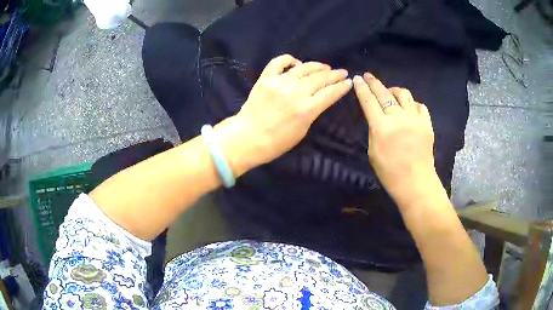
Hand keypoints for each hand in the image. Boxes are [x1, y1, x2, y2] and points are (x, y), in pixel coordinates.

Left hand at [218, 54, 351, 174]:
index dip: (341, 87)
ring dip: (318, 66)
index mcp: (307, 109)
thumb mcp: (303, 130)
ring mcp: (280, 82)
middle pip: (320, 78)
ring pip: (304, 68)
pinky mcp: (266, 78)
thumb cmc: (277, 142)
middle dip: (334, 74)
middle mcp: (296, 92)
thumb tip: (319, 98)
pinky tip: (296, 62)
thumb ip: (313, 112)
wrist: (248, 138)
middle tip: (342, 72)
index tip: (348, 82)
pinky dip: (288, 59)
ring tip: (326, 67)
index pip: (330, 93)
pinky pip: (278, 62)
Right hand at [353, 73, 435, 197]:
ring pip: (403, 94)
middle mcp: (398, 118)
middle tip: (368, 76)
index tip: (357, 78)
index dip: (362, 88)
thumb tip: (376, 116)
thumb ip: (374, 130)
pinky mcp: (426, 123)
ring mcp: (415, 119)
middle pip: (384, 93)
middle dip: (374, 82)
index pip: (369, 101)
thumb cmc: (390, 173)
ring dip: (394, 90)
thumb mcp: (373, 152)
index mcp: (382, 127)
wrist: (416, 182)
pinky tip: (408, 108)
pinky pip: (419, 105)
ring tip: (390, 93)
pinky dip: (411, 104)